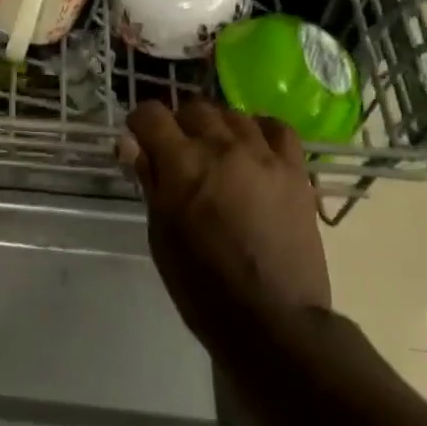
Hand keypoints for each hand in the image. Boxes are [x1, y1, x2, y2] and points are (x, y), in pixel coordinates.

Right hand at [119, 99, 331, 345]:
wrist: (271, 317)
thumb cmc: (201, 283)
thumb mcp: (160, 232)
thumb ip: (149, 180)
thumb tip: (130, 144)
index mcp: (181, 164)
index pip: (150, 114)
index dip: (139, 124)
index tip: (139, 142)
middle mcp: (222, 148)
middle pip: (193, 108)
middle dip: (177, 124)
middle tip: (175, 153)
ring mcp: (264, 156)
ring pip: (232, 115)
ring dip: (215, 127)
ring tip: (214, 153)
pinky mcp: (295, 171)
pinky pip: (277, 128)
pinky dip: (258, 129)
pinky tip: (252, 146)